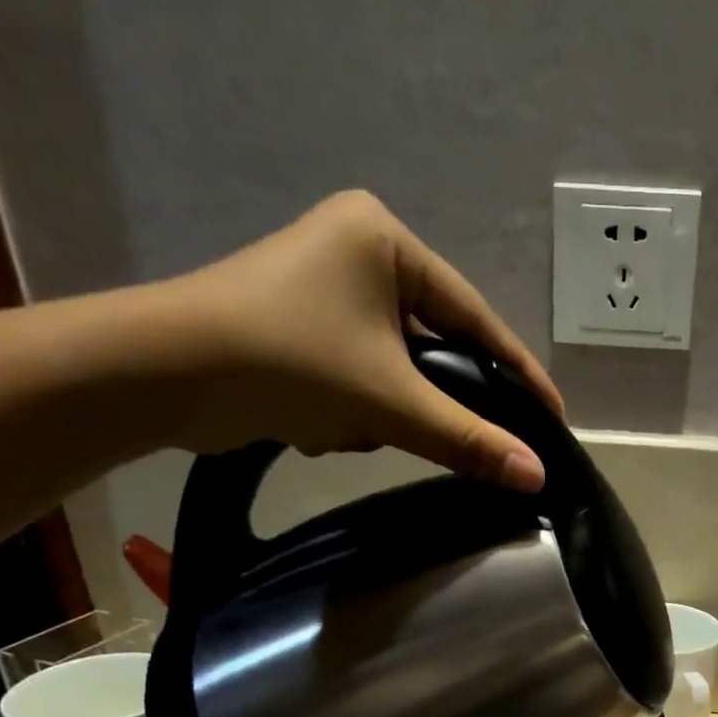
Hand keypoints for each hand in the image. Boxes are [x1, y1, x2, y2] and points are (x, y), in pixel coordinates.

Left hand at [169, 190, 562, 488]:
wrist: (163, 376)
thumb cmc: (288, 363)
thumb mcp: (390, 403)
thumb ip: (468, 440)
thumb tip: (536, 476)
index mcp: (384, 240)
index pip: (474, 315)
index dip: (517, 372)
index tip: (553, 416)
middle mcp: (356, 252)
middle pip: (431, 346)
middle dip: (423, 400)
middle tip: (444, 437)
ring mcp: (323, 289)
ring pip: (392, 369)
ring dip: (377, 411)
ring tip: (343, 425)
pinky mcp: (298, 326)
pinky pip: (357, 375)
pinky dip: (347, 409)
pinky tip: (312, 424)